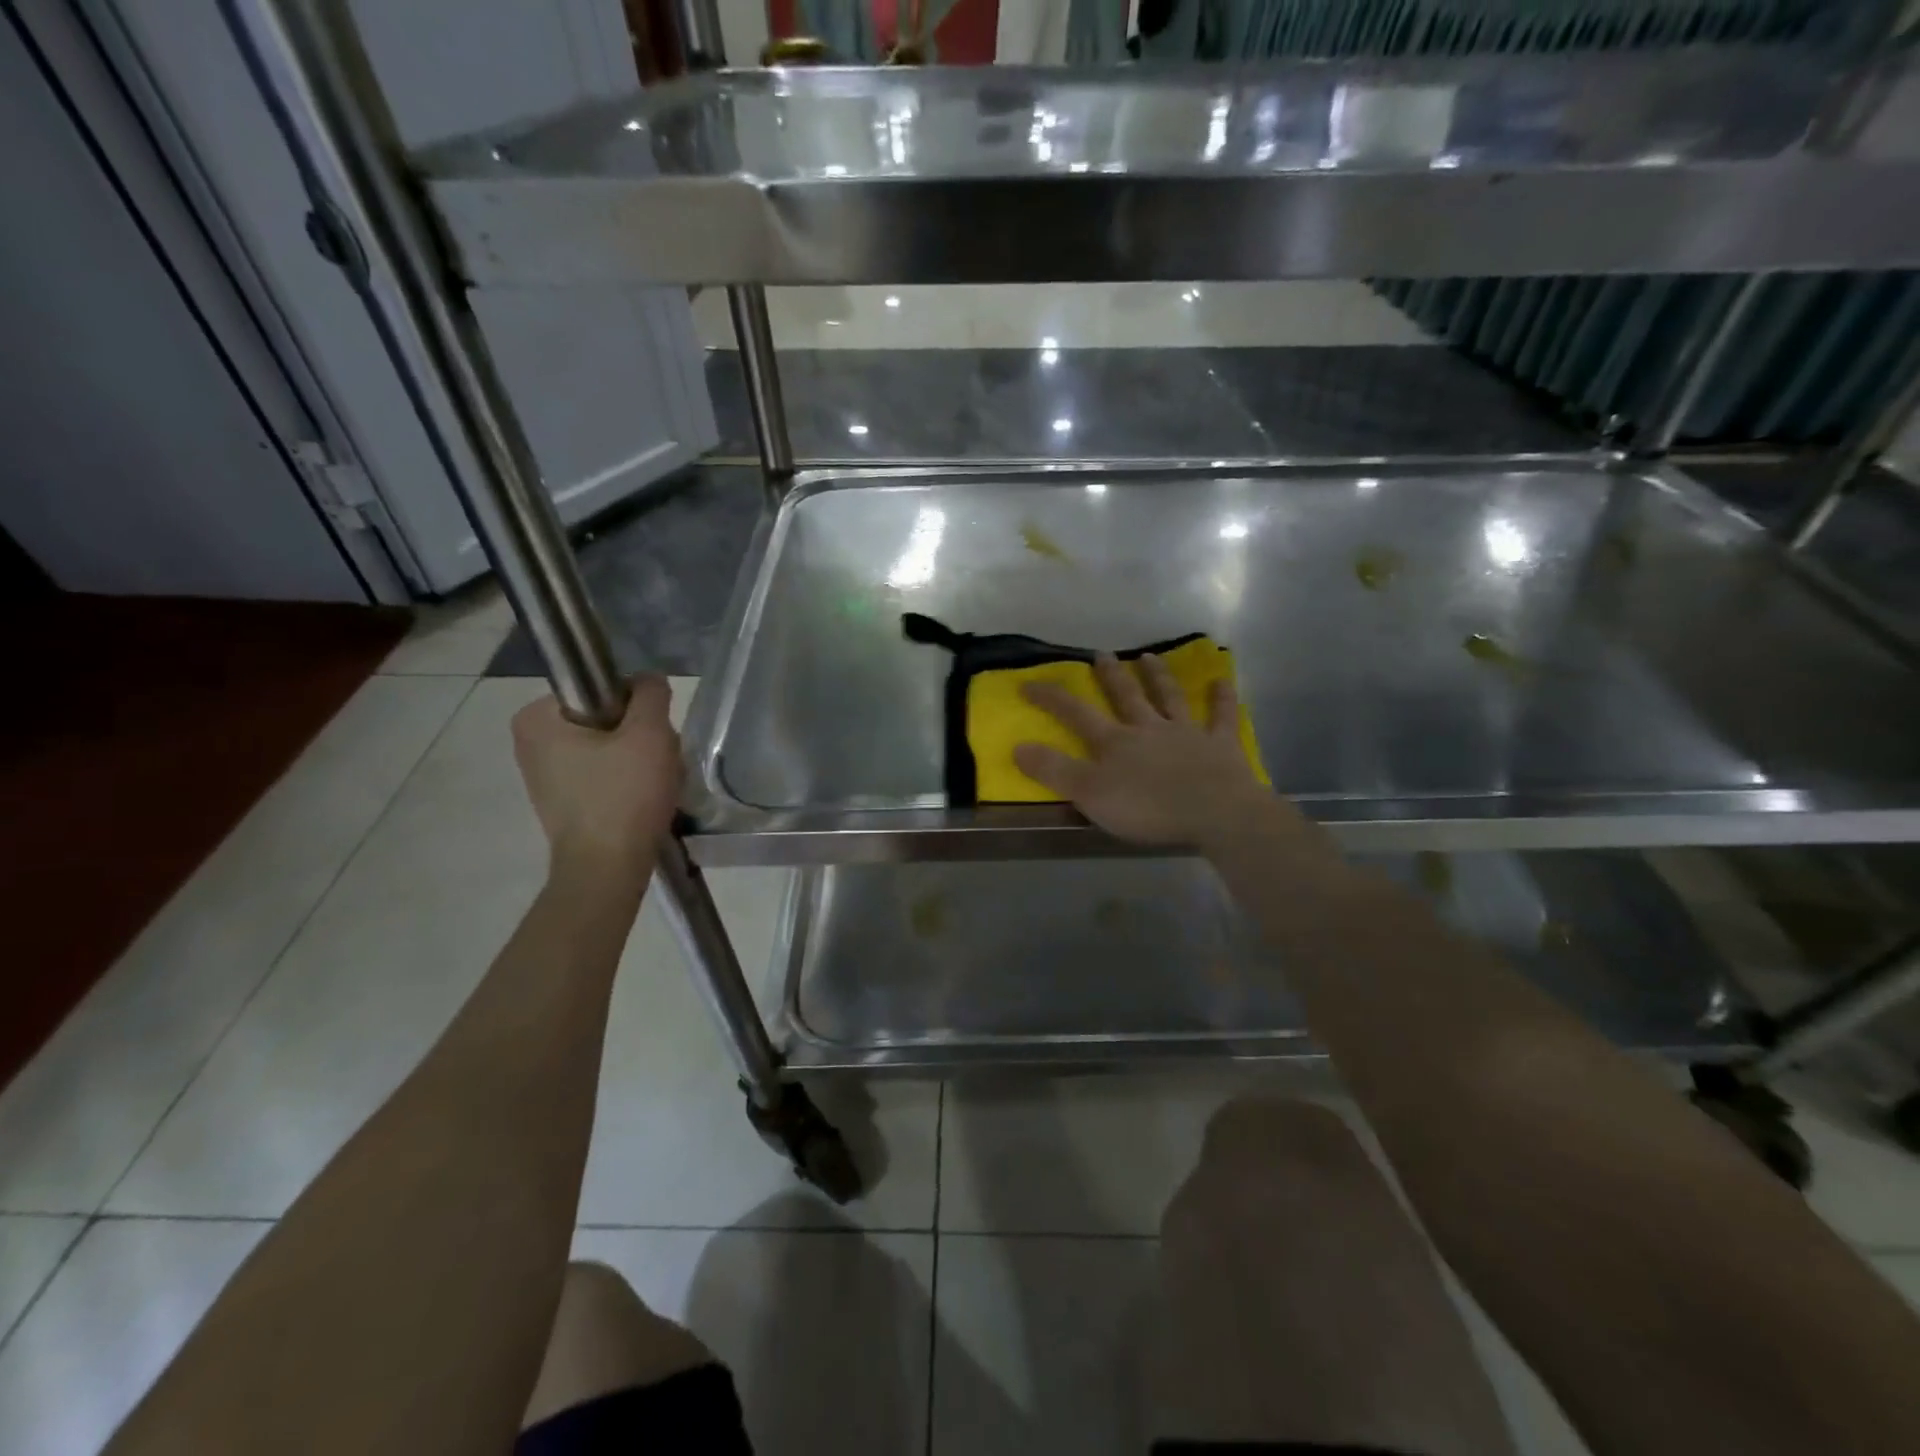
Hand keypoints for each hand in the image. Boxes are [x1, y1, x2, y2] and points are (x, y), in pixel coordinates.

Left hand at [512, 676, 680, 874]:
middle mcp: (530, 742)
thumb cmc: (624, 796)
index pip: (600, 688)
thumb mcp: (649, 733)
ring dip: (638, 761)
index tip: (650, 735)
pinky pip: (603, 775)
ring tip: (655, 784)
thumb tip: (648, 681)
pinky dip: (627, 783)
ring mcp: (544, 775)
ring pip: (608, 748)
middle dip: (638, 737)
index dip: (635, 707)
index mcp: (537, 717)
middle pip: (605, 720)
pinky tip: (643, 801)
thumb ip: (651, 694)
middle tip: (659, 761)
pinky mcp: (561, 802)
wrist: (607, 868)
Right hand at [1014, 653, 1289, 848]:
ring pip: (1169, 698)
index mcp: (1115, 743)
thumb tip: (1017, 746)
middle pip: (1126, 697)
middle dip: (1111, 676)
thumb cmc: (1148, 808)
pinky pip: (1221, 717)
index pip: (1076, 714)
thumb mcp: (1090, 794)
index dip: (1052, 698)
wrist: (1214, 813)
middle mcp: (1149, 729)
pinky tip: (1222, 680)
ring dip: (1158, 677)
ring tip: (1149, 656)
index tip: (1028, 682)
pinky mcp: (1220, 746)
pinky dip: (1222, 698)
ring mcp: (1187, 734)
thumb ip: (1054, 771)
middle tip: (1101, 653)